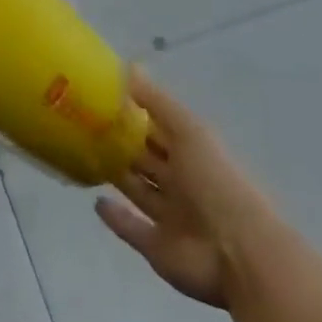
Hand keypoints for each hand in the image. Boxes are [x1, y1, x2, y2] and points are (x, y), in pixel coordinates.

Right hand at [96, 71, 281, 308]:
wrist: (239, 255)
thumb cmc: (215, 183)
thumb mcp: (189, 131)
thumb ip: (156, 101)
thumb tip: (125, 67)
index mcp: (193, 153)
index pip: (159, 128)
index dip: (133, 112)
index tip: (99, 96)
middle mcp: (182, 183)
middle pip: (147, 159)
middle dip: (121, 143)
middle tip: (82, 123)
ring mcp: (171, 217)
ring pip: (138, 190)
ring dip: (117, 175)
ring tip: (82, 155)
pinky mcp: (157, 247)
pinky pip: (132, 229)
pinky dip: (115, 217)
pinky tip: (96, 202)